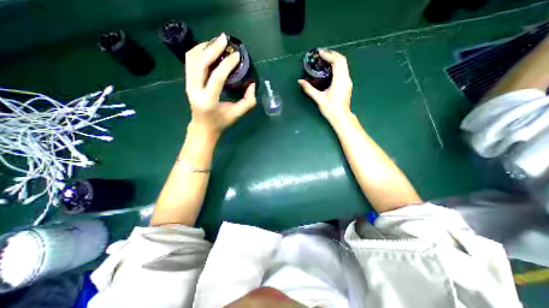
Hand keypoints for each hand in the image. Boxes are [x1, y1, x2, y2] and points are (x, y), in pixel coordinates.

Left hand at [183, 33, 253, 137]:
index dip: (227, 65)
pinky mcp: (188, 81)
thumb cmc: (221, 122)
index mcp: (208, 101)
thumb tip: (252, 84)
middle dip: (212, 48)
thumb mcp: (237, 114)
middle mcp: (195, 90)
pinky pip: (190, 61)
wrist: (203, 127)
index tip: (237, 56)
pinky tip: (208, 49)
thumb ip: (248, 101)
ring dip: (204, 47)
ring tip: (217, 42)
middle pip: (200, 63)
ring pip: (192, 59)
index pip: (216, 78)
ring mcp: (189, 84)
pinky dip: (198, 51)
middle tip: (225, 40)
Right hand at [298, 49, 353, 128]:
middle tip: (322, 54)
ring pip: (344, 65)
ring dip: (335, 59)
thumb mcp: (319, 99)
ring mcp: (348, 81)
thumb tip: (300, 81)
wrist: (341, 117)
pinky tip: (330, 69)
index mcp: (339, 81)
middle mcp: (346, 79)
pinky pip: (344, 70)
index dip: (329, 55)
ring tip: (325, 59)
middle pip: (342, 60)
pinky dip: (337, 65)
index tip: (320, 53)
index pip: (337, 62)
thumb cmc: (330, 109)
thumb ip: (309, 89)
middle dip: (332, 54)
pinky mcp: (347, 84)